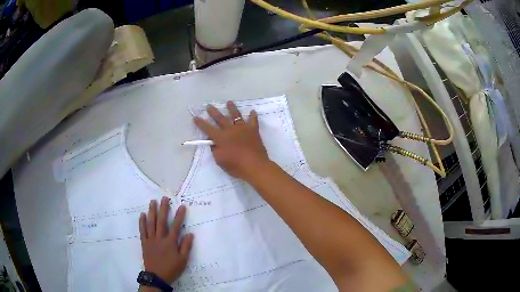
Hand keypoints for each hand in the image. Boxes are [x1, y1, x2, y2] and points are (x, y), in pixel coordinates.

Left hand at [139, 197, 193, 283]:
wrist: (157, 276)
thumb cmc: (172, 268)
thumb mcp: (183, 260)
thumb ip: (186, 246)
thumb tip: (190, 234)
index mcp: (170, 242)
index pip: (176, 226)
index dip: (179, 216)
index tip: (181, 206)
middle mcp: (160, 238)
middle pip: (161, 221)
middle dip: (163, 209)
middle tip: (164, 198)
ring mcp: (151, 239)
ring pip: (151, 223)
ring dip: (152, 212)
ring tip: (153, 202)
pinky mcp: (144, 243)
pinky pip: (143, 231)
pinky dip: (142, 222)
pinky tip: (142, 215)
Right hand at [194, 101, 269, 179]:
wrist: (255, 166)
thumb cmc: (235, 165)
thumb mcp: (219, 160)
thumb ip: (215, 149)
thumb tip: (213, 142)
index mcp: (221, 137)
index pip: (208, 128)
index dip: (200, 123)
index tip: (195, 117)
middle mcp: (231, 130)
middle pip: (220, 118)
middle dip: (213, 112)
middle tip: (209, 105)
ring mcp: (243, 128)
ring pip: (236, 115)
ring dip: (232, 108)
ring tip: (229, 102)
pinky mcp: (253, 130)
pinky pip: (253, 121)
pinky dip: (253, 116)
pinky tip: (252, 111)